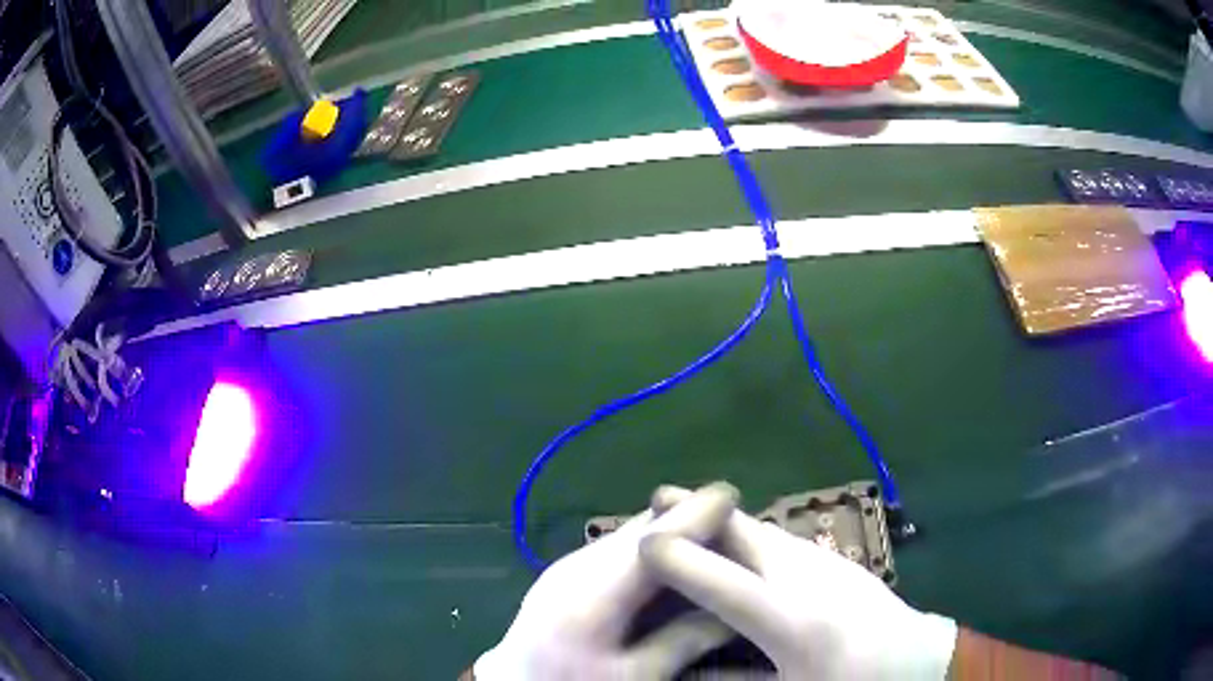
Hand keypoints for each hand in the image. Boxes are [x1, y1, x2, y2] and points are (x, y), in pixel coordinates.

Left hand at [475, 483, 739, 679]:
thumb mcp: (635, 677)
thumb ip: (685, 641)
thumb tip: (736, 610)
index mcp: (595, 592)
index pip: (656, 538)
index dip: (696, 512)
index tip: (735, 495)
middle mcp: (579, 564)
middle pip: (643, 526)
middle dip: (688, 518)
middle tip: (734, 526)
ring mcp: (568, 564)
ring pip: (629, 533)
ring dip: (670, 531)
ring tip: (709, 542)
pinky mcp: (565, 571)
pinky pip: (617, 547)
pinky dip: (650, 547)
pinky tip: (670, 566)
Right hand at [641, 486, 956, 680]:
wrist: (920, 664)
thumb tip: (681, 671)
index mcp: (795, 624)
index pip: (723, 582)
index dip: (680, 558)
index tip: (640, 539)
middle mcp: (810, 581)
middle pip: (748, 533)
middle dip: (700, 512)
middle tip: (658, 499)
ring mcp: (830, 564)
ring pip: (767, 531)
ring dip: (724, 521)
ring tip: (689, 515)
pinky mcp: (840, 561)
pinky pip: (784, 541)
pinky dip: (751, 535)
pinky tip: (741, 545)